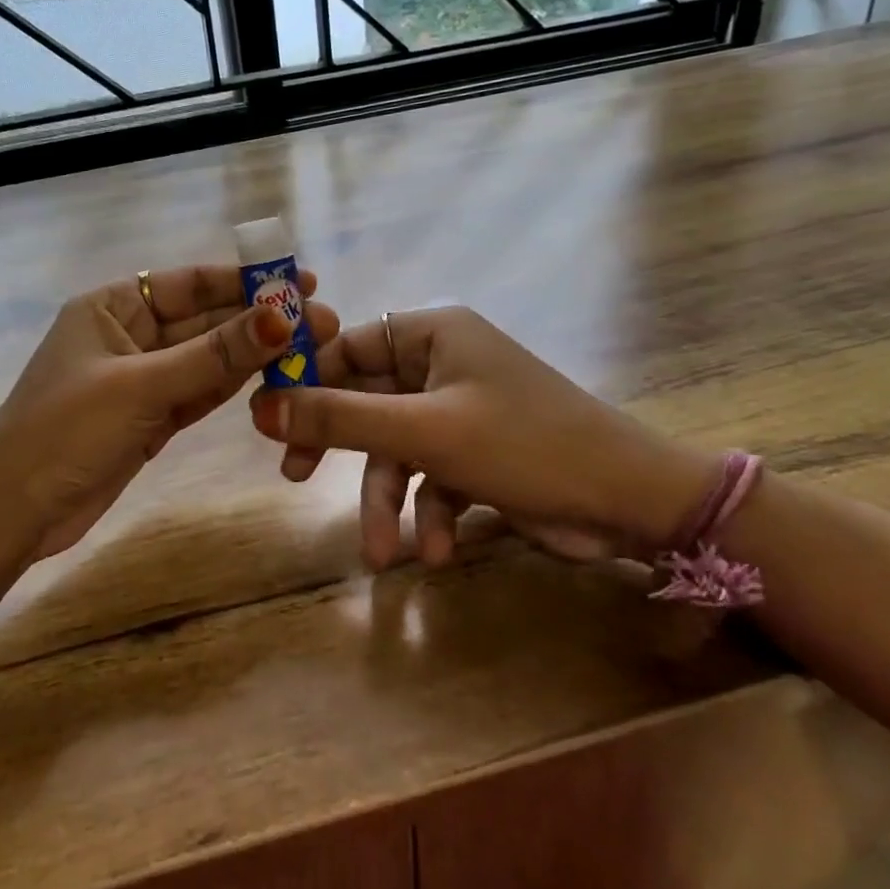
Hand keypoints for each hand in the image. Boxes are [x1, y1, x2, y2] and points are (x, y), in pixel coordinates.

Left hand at [0, 265, 339, 566]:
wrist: (12, 514)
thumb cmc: (63, 432)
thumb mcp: (141, 387)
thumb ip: (213, 354)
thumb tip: (281, 317)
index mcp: (112, 307)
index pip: (189, 283)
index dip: (246, 281)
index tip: (301, 282)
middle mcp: (129, 335)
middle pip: (205, 320)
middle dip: (259, 321)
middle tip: (322, 322)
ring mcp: (141, 379)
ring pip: (207, 359)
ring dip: (253, 354)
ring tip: (310, 347)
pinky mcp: (150, 418)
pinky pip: (199, 392)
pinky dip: (231, 386)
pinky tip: (272, 375)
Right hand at [249, 307, 714, 571]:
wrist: (630, 503)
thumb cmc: (524, 444)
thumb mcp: (423, 432)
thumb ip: (339, 418)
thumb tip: (259, 406)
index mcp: (432, 333)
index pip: (347, 343)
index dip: (305, 376)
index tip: (267, 414)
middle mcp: (442, 363)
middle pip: (365, 398)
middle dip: (338, 447)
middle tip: (291, 474)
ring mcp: (459, 410)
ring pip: (395, 449)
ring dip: (388, 501)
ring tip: (383, 555)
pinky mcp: (475, 453)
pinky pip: (430, 477)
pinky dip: (428, 515)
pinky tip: (436, 553)